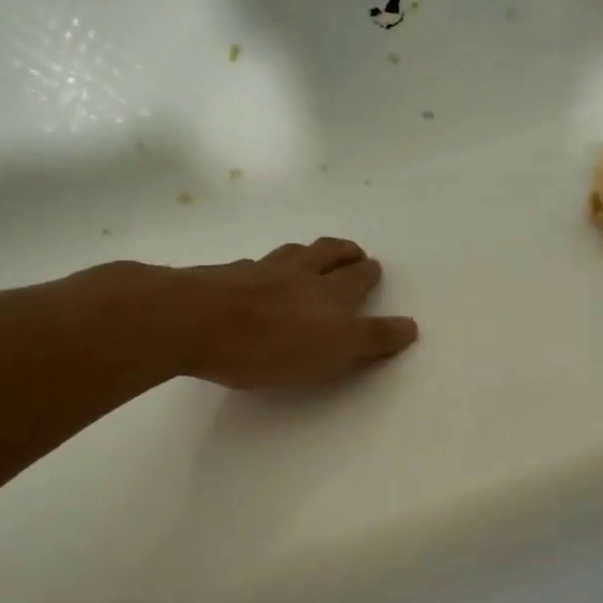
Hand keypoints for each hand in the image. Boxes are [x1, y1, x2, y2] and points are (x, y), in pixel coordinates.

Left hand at [169, 238, 418, 388]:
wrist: (192, 320)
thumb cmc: (266, 346)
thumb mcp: (332, 351)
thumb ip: (371, 339)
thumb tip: (410, 326)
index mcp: (327, 296)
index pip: (357, 282)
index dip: (368, 276)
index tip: (374, 268)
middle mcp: (298, 275)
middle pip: (328, 256)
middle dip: (346, 254)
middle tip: (355, 253)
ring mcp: (259, 271)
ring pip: (294, 253)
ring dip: (312, 251)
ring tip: (316, 252)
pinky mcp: (226, 276)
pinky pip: (257, 263)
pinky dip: (269, 264)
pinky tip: (261, 270)